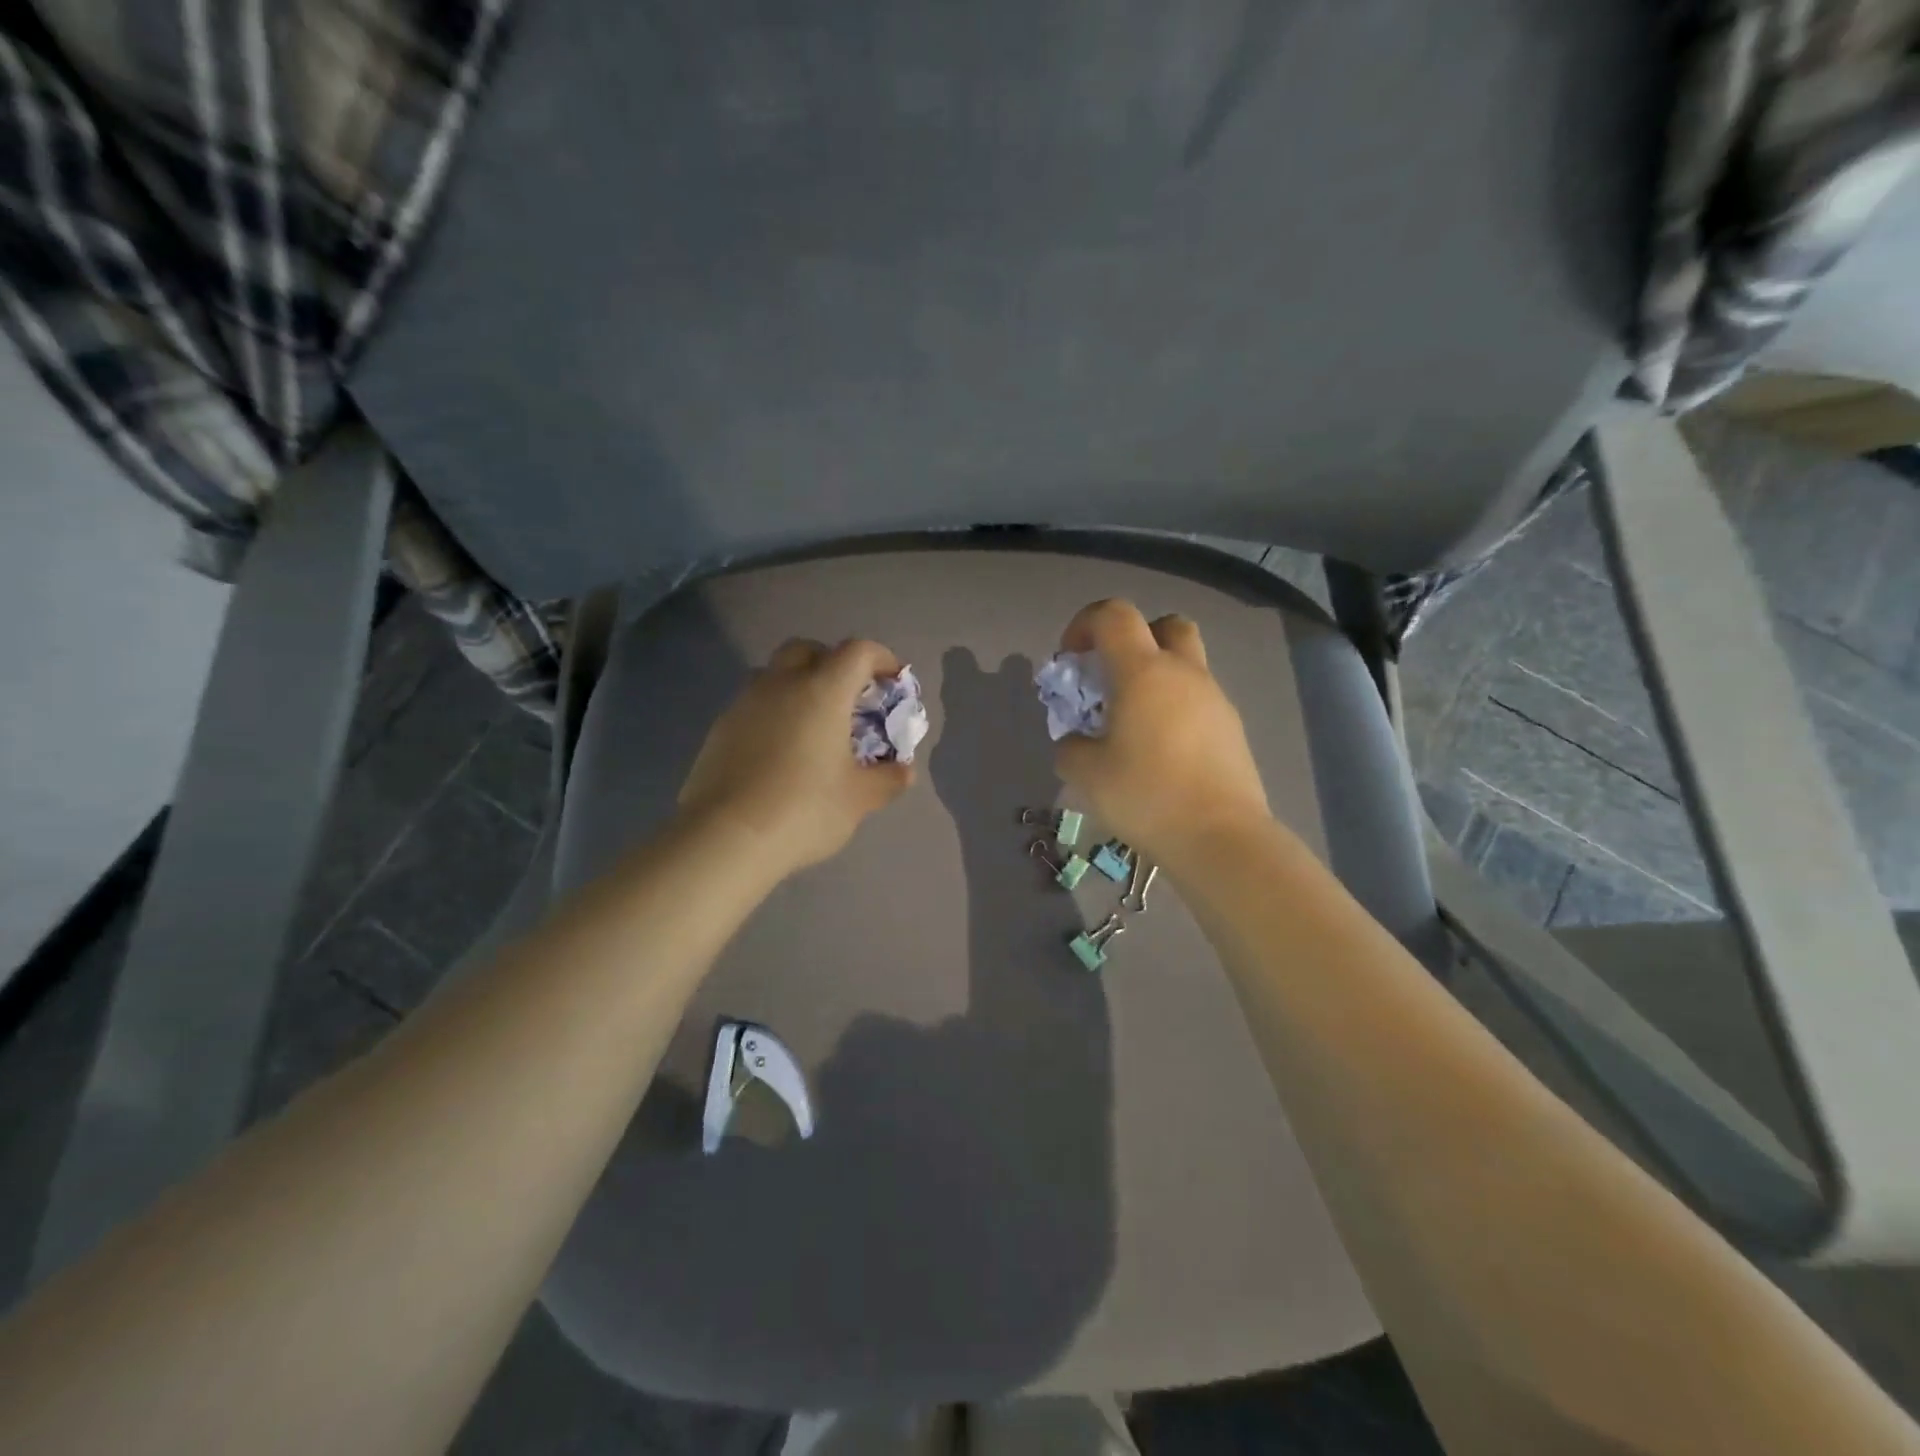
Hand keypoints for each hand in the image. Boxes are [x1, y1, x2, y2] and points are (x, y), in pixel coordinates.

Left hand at [678, 638, 913, 874]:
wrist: (726, 837)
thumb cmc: (804, 809)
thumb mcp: (859, 799)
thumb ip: (888, 779)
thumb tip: (903, 772)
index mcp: (822, 690)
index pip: (858, 651)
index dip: (881, 658)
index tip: (892, 681)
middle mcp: (781, 684)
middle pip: (808, 650)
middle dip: (833, 663)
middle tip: (848, 698)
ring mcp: (745, 703)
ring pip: (775, 674)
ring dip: (798, 686)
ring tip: (813, 725)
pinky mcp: (720, 728)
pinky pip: (754, 704)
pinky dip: (774, 713)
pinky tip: (780, 751)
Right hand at [1054, 600, 1271, 869]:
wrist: (1220, 837)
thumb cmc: (1146, 795)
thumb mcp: (1086, 774)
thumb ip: (1070, 747)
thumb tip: (1078, 741)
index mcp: (1143, 672)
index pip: (1114, 615)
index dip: (1085, 624)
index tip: (1070, 659)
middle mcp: (1184, 673)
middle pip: (1165, 625)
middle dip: (1134, 639)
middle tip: (1113, 677)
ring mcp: (1215, 700)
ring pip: (1186, 664)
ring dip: (1156, 677)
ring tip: (1133, 724)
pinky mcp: (1232, 729)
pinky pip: (1199, 700)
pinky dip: (1175, 708)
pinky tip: (1161, 751)